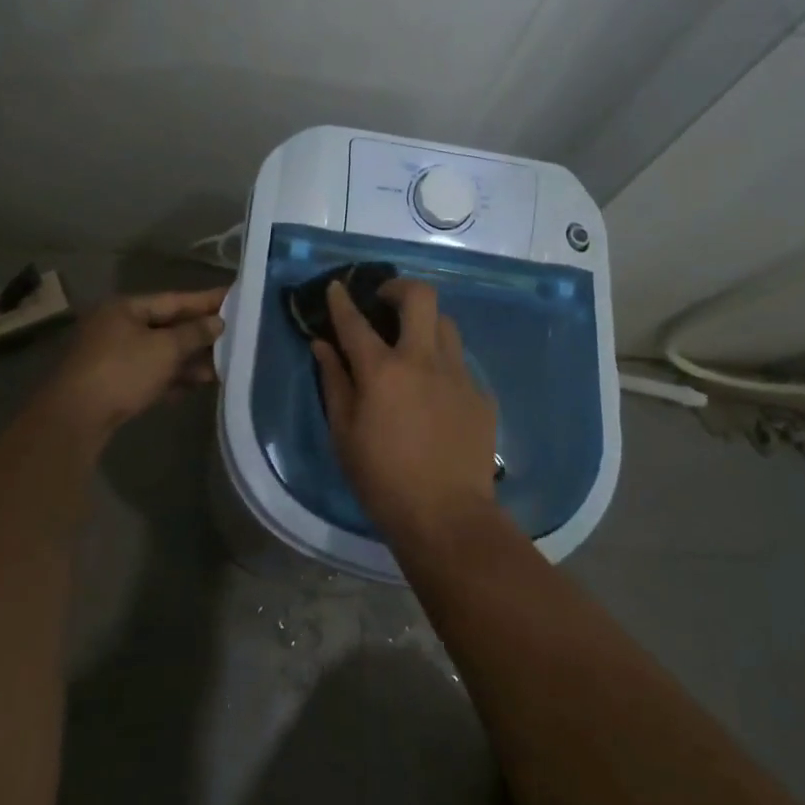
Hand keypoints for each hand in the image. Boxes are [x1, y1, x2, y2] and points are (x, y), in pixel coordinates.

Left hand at [36, 287, 227, 447]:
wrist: (75, 419)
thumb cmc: (122, 371)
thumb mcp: (165, 349)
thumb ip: (194, 333)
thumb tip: (217, 322)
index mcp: (125, 308)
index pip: (174, 299)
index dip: (206, 300)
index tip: (234, 298)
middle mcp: (117, 327)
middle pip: (166, 326)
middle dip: (199, 335)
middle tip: (234, 337)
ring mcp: (112, 356)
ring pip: (159, 353)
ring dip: (188, 360)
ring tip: (220, 369)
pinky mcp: (111, 384)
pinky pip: (149, 374)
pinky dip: (171, 378)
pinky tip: (194, 387)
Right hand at [313, 279, 498, 546]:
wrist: (448, 517)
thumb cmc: (383, 480)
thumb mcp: (344, 434)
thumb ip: (334, 382)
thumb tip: (323, 346)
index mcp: (383, 370)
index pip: (356, 322)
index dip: (343, 300)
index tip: (337, 287)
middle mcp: (423, 360)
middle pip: (420, 297)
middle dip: (399, 288)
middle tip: (386, 301)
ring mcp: (458, 375)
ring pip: (446, 324)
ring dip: (426, 324)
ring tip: (413, 344)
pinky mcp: (481, 395)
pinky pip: (461, 363)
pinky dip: (443, 364)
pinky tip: (436, 391)